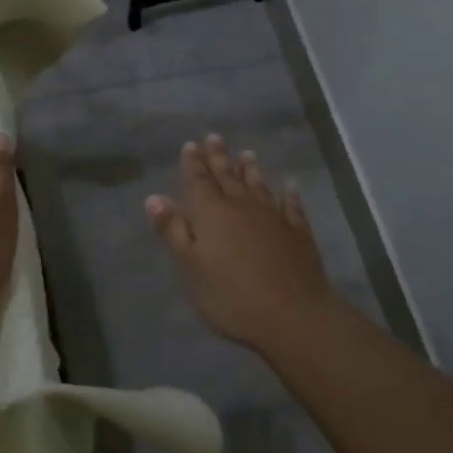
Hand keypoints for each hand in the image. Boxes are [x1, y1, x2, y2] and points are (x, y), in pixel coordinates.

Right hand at [145, 134, 336, 348]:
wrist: (292, 315)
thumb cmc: (231, 295)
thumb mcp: (191, 267)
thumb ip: (173, 230)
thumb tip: (154, 197)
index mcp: (212, 212)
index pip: (199, 180)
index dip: (193, 163)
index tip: (191, 144)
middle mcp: (242, 206)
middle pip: (228, 176)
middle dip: (219, 157)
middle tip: (214, 137)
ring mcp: (274, 217)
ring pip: (259, 186)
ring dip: (251, 169)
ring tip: (247, 153)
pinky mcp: (298, 233)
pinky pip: (292, 206)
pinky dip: (289, 195)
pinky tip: (290, 187)